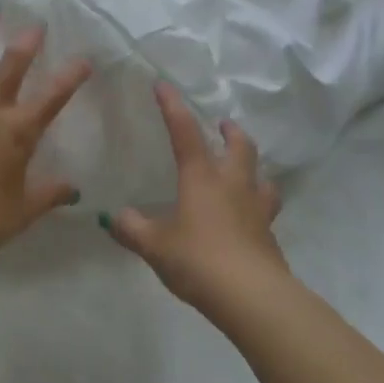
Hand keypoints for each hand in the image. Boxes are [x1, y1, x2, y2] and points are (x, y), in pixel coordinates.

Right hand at [104, 83, 288, 314]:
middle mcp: (232, 185)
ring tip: (245, 170)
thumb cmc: (198, 260)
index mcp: (201, 177)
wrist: (252, 297)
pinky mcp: (269, 237)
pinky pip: (266, 211)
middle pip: (240, 147)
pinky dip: (258, 205)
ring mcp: (256, 210)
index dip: (172, 106)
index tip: (163, 85)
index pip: (184, 131)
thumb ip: (132, 229)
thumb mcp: (155, 246)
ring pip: (262, 178)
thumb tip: (114, 217)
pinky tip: (248, 218)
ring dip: (253, 168)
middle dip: (230, 132)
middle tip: (223, 125)